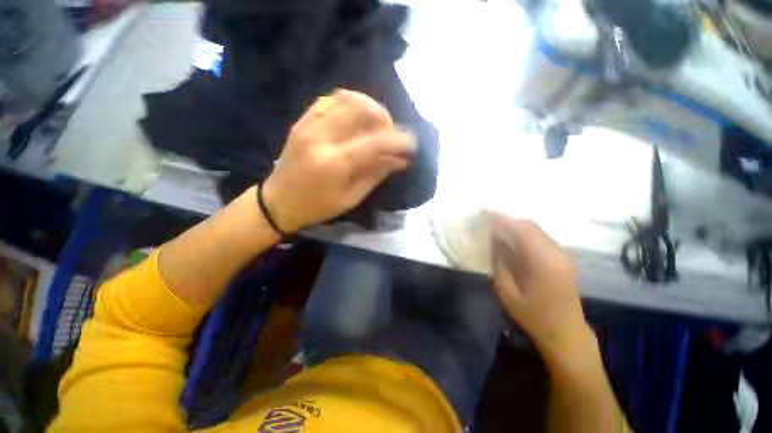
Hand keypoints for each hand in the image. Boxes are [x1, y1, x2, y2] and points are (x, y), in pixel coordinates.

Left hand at [262, 90, 414, 232]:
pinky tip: (357, 117)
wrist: (279, 201)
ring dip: (369, 107)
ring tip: (377, 124)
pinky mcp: (302, 121)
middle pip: (361, 110)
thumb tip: (400, 160)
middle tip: (392, 134)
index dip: (398, 140)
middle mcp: (322, 138)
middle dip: (385, 118)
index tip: (411, 145)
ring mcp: (309, 125)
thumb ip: (376, 174)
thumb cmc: (318, 206)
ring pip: (346, 99)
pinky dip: (350, 104)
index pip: (375, 142)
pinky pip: (330, 101)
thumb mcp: (351, 197)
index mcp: (335, 163)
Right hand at [489, 213, 593, 359]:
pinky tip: (512, 239)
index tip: (484, 212)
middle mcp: (557, 252)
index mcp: (543, 261)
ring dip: (515, 226)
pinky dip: (524, 234)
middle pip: (530, 226)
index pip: (520, 229)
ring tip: (496, 227)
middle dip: (507, 220)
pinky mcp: (563, 258)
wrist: (566, 333)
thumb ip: (500, 261)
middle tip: (487, 219)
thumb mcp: (507, 291)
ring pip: (536, 230)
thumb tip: (494, 239)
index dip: (501, 218)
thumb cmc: (533, 315)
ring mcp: (563, 254)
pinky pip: (540, 238)